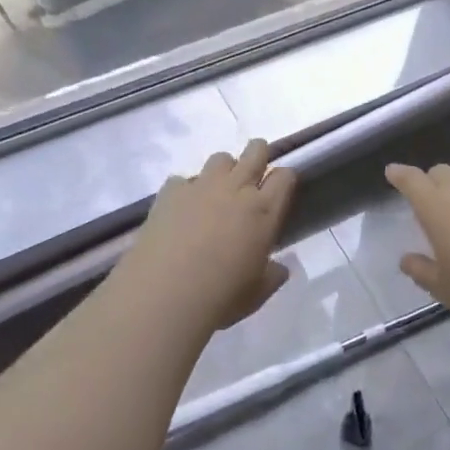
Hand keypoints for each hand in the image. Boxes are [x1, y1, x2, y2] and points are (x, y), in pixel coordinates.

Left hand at [119, 140, 297, 333]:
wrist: (164, 295)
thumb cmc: (221, 297)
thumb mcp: (256, 294)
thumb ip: (272, 276)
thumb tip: (280, 269)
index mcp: (265, 211)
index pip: (285, 176)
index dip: (284, 179)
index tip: (279, 190)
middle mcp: (237, 189)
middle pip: (255, 151)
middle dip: (258, 154)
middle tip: (253, 175)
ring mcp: (202, 186)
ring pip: (220, 158)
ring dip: (223, 170)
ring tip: (216, 193)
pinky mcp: (170, 192)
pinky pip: (182, 180)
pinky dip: (185, 190)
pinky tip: (181, 210)